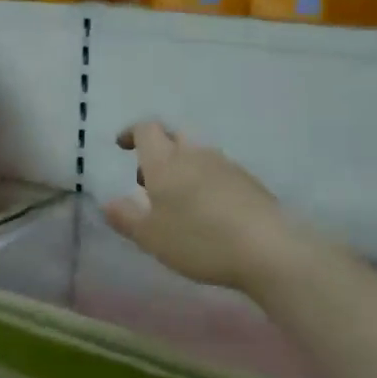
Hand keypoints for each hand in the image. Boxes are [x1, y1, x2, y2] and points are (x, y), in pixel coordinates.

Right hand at [103, 122, 293, 290]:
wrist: (268, 248)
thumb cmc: (199, 240)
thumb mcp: (151, 237)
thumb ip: (126, 218)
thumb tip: (108, 202)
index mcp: (165, 162)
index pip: (146, 129)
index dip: (132, 133)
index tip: (122, 146)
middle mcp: (195, 154)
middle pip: (174, 136)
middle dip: (158, 150)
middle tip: (148, 179)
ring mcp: (226, 166)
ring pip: (197, 155)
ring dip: (182, 168)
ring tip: (178, 202)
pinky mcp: (249, 182)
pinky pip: (219, 172)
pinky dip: (206, 183)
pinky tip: (208, 212)